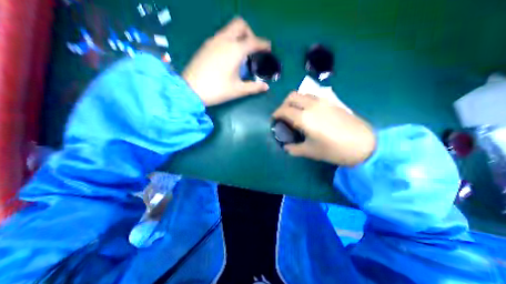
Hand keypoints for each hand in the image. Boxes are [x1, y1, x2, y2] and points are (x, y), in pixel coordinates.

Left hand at [183, 18, 269, 105]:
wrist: (191, 90)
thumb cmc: (217, 90)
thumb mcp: (238, 90)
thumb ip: (254, 87)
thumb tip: (266, 87)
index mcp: (235, 50)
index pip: (253, 41)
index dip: (263, 44)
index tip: (268, 48)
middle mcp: (224, 40)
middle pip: (240, 25)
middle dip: (250, 33)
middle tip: (252, 49)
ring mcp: (213, 41)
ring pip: (229, 29)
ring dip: (239, 37)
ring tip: (241, 55)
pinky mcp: (205, 46)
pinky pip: (221, 36)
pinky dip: (229, 41)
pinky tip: (228, 57)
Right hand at [273, 91, 374, 165]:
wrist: (364, 145)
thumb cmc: (334, 150)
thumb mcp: (310, 152)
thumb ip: (294, 149)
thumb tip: (285, 147)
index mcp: (304, 118)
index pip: (283, 110)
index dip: (276, 114)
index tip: (274, 120)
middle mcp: (311, 105)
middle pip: (291, 96)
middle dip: (283, 104)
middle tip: (283, 115)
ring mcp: (323, 101)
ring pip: (302, 94)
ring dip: (294, 101)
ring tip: (295, 112)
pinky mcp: (332, 101)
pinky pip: (313, 96)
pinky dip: (305, 100)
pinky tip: (309, 111)